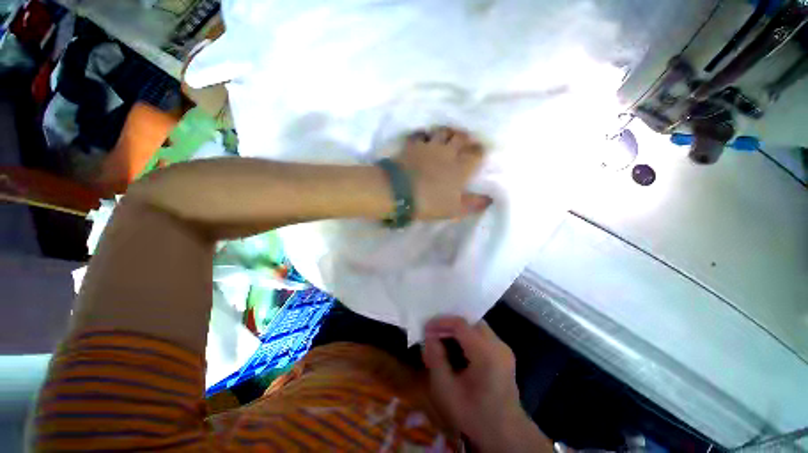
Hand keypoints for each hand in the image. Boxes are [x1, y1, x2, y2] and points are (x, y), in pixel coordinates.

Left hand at [397, 127, 490, 219]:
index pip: (476, 152)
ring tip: (445, 138)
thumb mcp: (455, 209)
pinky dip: (423, 135)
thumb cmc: (430, 203)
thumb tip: (490, 199)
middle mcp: (448, 151)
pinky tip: (423, 139)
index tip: (478, 153)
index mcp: (461, 167)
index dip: (479, 151)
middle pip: (461, 136)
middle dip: (464, 137)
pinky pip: (420, 133)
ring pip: (442, 130)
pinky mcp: (412, 145)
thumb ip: (473, 204)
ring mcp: (429, 146)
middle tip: (463, 142)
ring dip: (446, 132)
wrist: (400, 193)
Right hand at [422, 316, 552, 452]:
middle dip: (450, 324)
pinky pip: (483, 335)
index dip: (441, 322)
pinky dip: (468, 336)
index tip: (426, 328)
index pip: (461, 324)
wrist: (506, 435)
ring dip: (458, 330)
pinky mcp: (504, 353)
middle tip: (434, 333)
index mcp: (486, 353)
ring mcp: (503, 348)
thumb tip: (429, 337)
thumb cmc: (474, 414)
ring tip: (443, 339)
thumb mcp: (447, 391)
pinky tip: (458, 349)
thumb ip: (435, 359)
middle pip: (470, 322)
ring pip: (476, 326)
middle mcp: (498, 345)